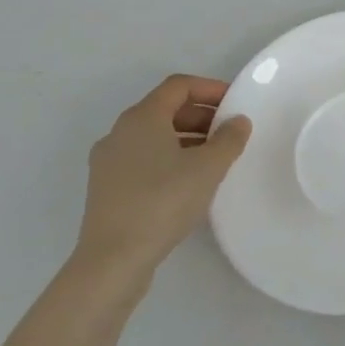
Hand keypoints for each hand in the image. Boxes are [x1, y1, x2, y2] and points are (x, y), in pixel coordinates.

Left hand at [75, 75, 251, 294]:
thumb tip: (238, 121)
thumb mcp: (209, 167)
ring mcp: (108, 161)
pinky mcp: (107, 188)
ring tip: (215, 158)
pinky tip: (189, 181)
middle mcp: (119, 132)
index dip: (210, 88)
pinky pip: (143, 158)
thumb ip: (229, 138)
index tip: (236, 102)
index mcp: (141, 118)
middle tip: (230, 131)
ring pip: (154, 136)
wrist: (113, 260)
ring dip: (187, 138)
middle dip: (201, 115)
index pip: (178, 86)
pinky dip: (170, 158)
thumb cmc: (163, 202)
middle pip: (165, 109)